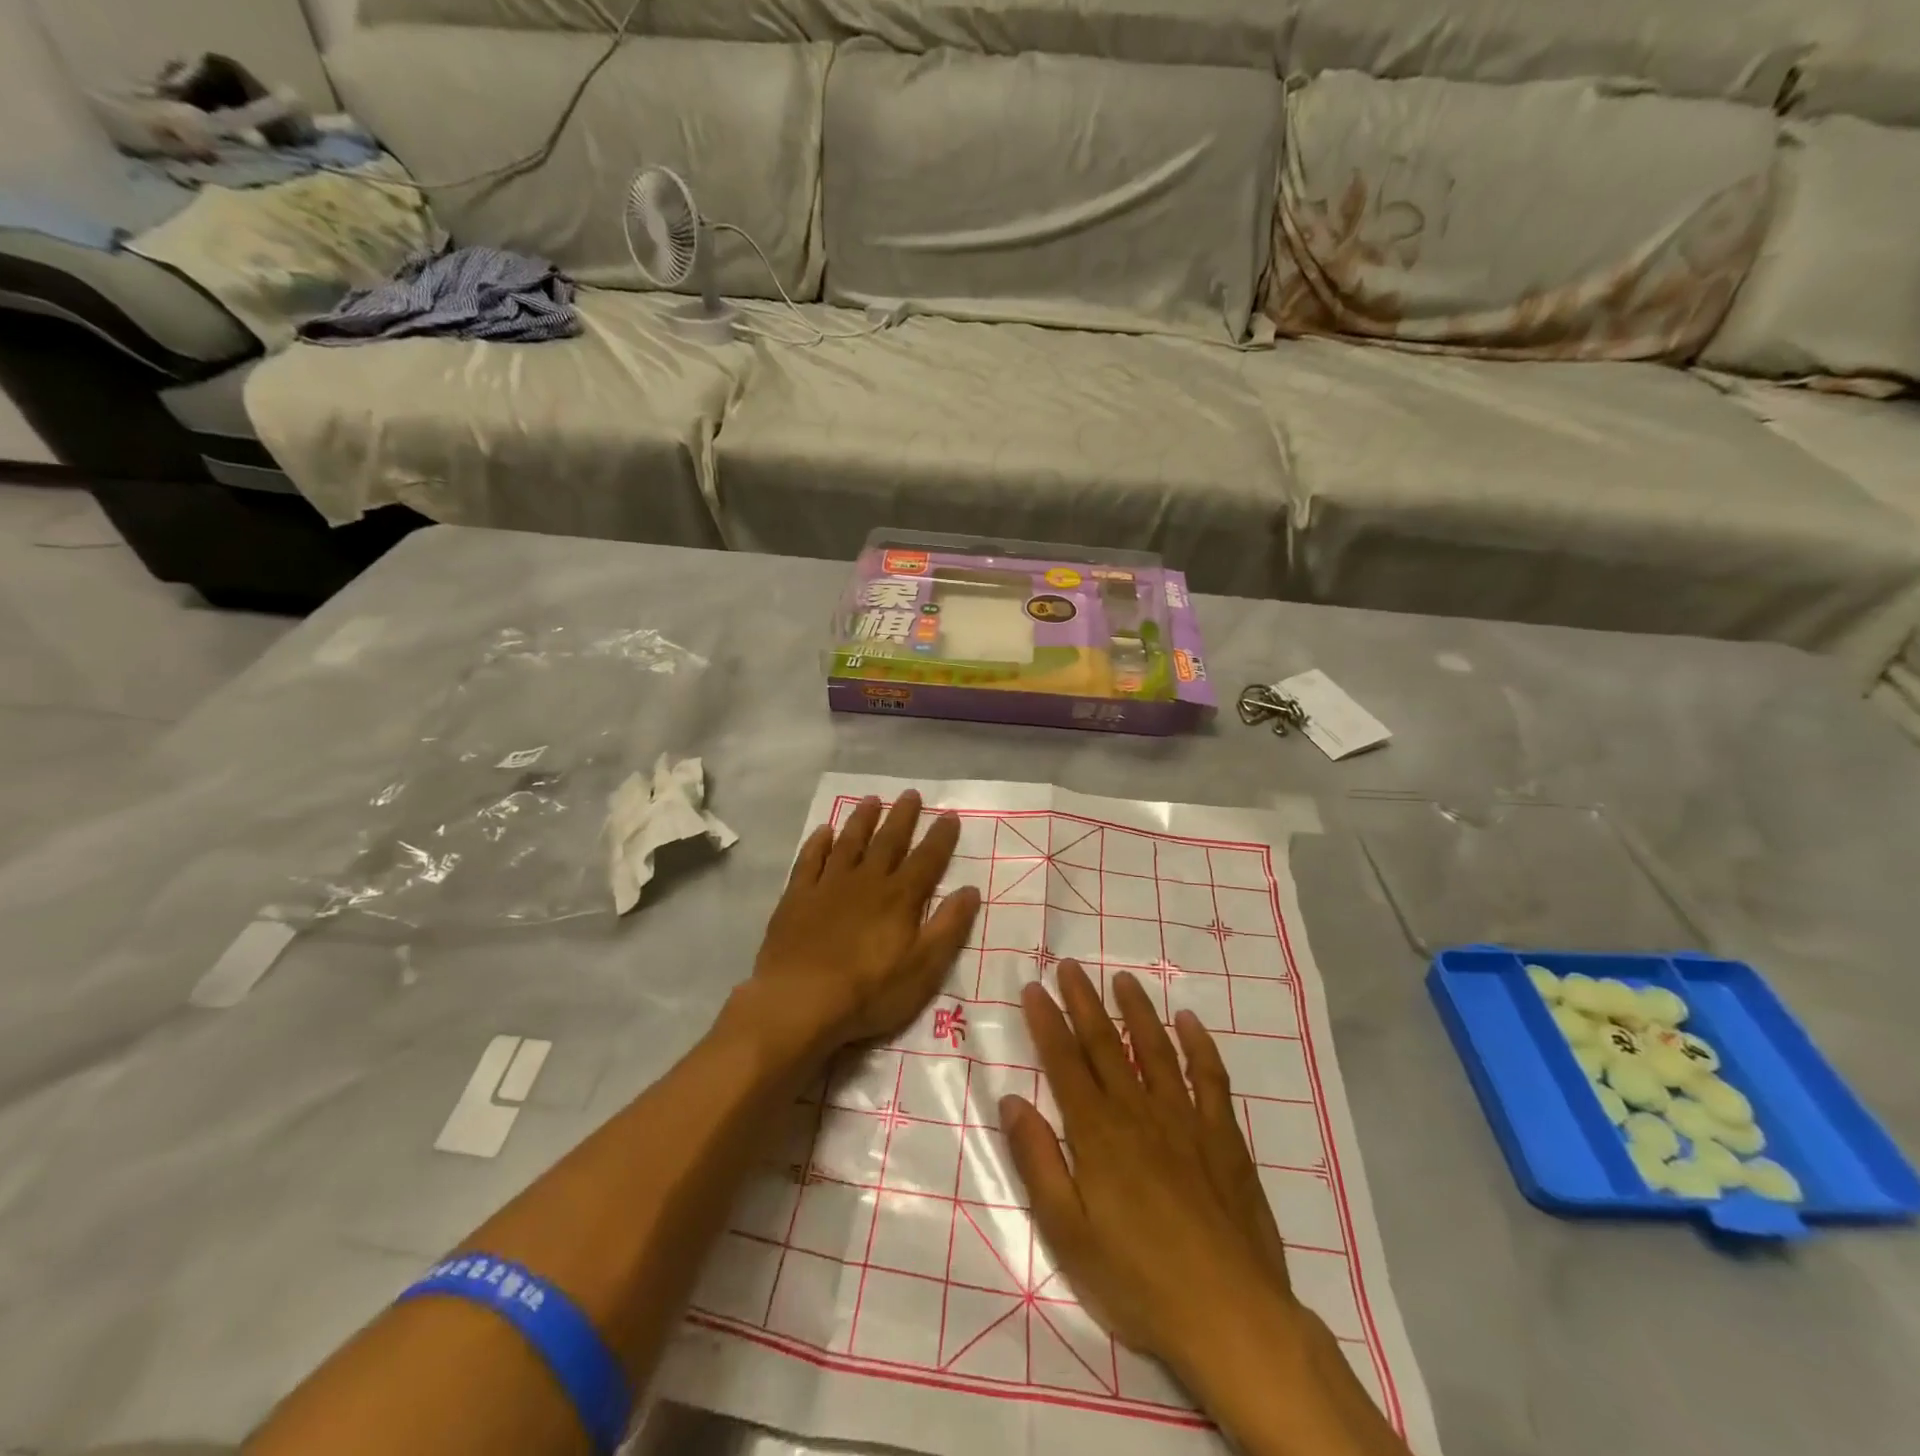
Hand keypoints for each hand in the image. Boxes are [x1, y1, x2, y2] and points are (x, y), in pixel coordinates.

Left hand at [739, 792, 980, 1066]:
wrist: (799, 1002)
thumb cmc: (868, 992)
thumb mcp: (924, 969)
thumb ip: (948, 927)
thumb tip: (970, 890)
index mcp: (899, 898)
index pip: (927, 860)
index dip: (940, 837)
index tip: (949, 814)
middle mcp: (866, 882)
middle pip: (888, 842)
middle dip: (902, 817)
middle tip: (911, 793)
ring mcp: (828, 886)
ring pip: (849, 843)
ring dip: (862, 820)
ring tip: (871, 800)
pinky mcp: (797, 898)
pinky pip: (809, 861)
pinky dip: (818, 844)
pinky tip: (823, 831)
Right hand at [998, 962, 1288, 1362]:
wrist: (1231, 1316)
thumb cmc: (1138, 1281)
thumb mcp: (1068, 1233)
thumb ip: (1038, 1161)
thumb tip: (1012, 1100)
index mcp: (1097, 1134)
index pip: (1065, 1063)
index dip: (1046, 1022)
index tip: (1034, 987)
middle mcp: (1138, 1112)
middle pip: (1106, 1044)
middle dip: (1084, 1001)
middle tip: (1069, 965)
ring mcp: (1185, 1119)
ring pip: (1156, 1049)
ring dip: (1137, 1010)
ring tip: (1123, 978)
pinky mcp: (1223, 1136)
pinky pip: (1211, 1078)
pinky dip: (1200, 1045)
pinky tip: (1189, 1021)